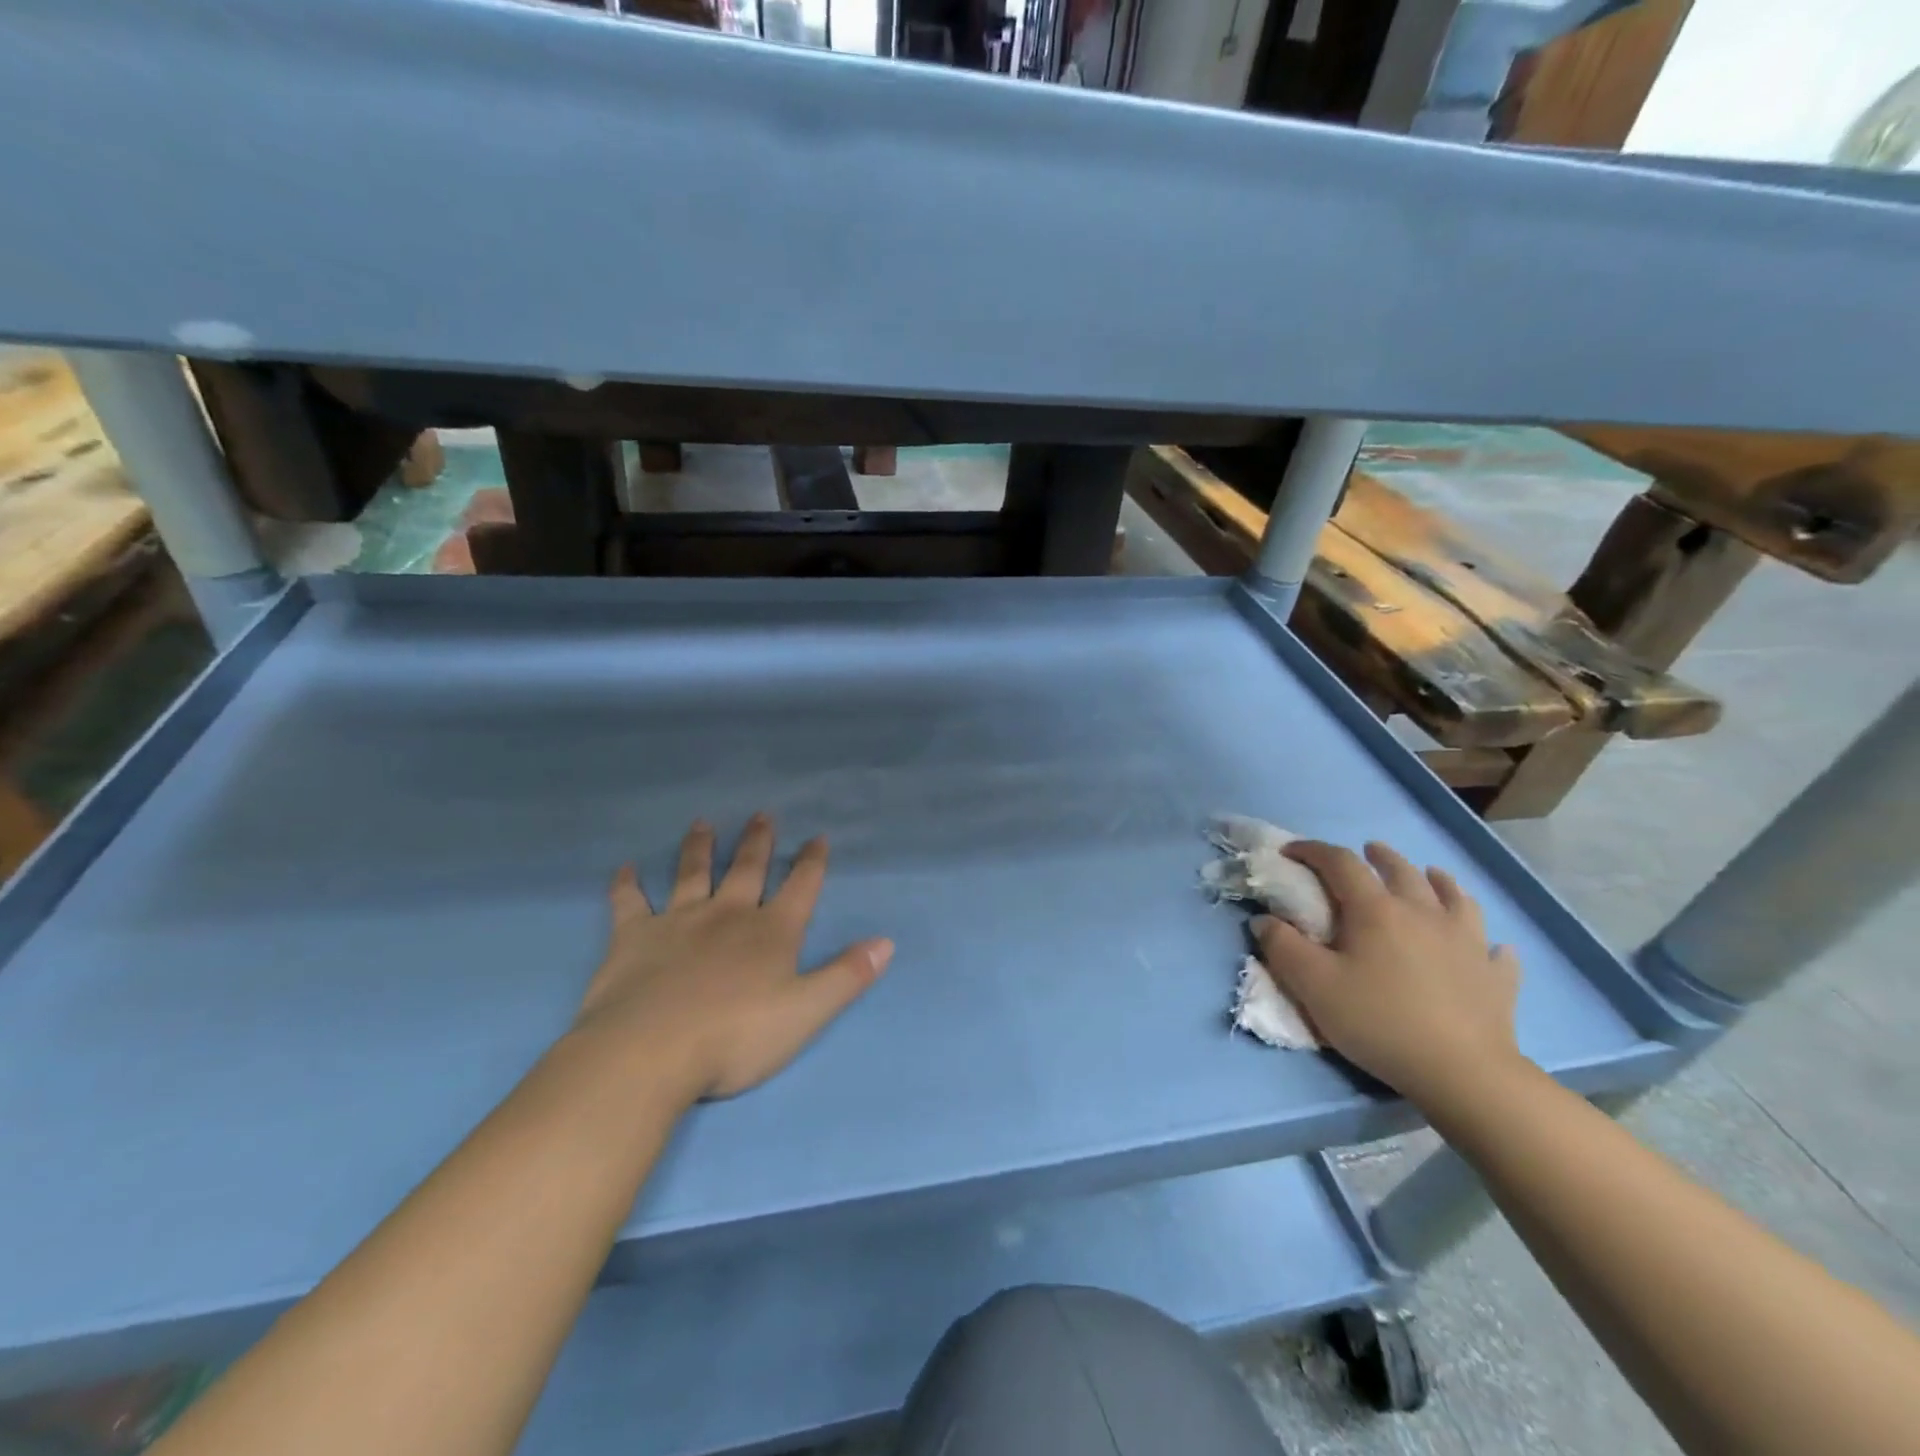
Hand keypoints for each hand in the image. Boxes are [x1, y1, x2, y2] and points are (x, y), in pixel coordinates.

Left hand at [570, 814, 892, 1101]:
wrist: (649, 1052)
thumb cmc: (735, 1037)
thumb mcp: (806, 1012)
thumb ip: (847, 975)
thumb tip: (886, 941)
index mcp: (771, 932)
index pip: (800, 887)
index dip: (812, 862)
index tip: (818, 837)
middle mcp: (728, 915)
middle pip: (747, 869)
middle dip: (758, 842)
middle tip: (762, 815)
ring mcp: (679, 921)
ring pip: (692, 873)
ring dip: (699, 848)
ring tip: (702, 824)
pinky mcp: (634, 936)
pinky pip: (630, 902)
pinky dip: (627, 884)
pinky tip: (625, 868)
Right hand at [1254, 841, 1522, 1107]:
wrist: (1463, 1074)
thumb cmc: (1379, 1021)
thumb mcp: (1313, 986)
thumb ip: (1282, 947)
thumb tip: (1265, 920)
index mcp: (1376, 910)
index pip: (1340, 863)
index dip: (1312, 850)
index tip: (1291, 852)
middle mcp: (1423, 913)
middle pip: (1401, 870)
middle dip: (1378, 857)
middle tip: (1366, 852)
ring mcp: (1467, 942)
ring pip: (1455, 896)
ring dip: (1437, 881)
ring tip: (1430, 877)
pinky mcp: (1495, 976)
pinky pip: (1495, 949)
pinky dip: (1487, 941)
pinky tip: (1488, 946)